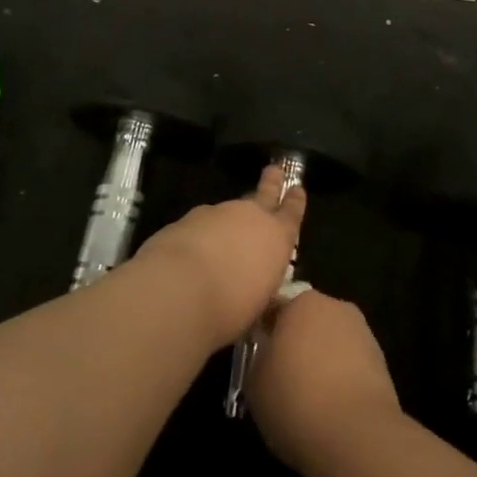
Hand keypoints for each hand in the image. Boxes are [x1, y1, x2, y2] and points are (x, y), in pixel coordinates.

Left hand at [131, 163, 304, 349]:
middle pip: (264, 192)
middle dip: (271, 182)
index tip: (297, 188)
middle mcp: (250, 216)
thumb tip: (254, 285)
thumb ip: (259, 285)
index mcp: (276, 237)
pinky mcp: (186, 219)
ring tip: (226, 236)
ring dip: (229, 219)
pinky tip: (194, 252)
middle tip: (275, 169)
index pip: (292, 212)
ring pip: (228, 210)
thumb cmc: (231, 307)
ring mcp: (216, 213)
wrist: (179, 289)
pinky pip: (201, 224)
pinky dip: (202, 234)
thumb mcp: (258, 304)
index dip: (295, 201)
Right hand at [246, 288, 401, 476]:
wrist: (357, 437)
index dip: (263, 330)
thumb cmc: (296, 401)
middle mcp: (335, 306)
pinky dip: (339, 378)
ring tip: (306, 397)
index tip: (256, 356)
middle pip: (306, 320)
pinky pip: (349, 364)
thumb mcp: (254, 382)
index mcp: (301, 301)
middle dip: (295, 341)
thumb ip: (258, 357)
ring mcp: (363, 332)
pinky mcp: (381, 362)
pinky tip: (330, 406)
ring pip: (330, 341)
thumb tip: (267, 353)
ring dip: (319, 359)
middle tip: (280, 376)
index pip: (274, 306)